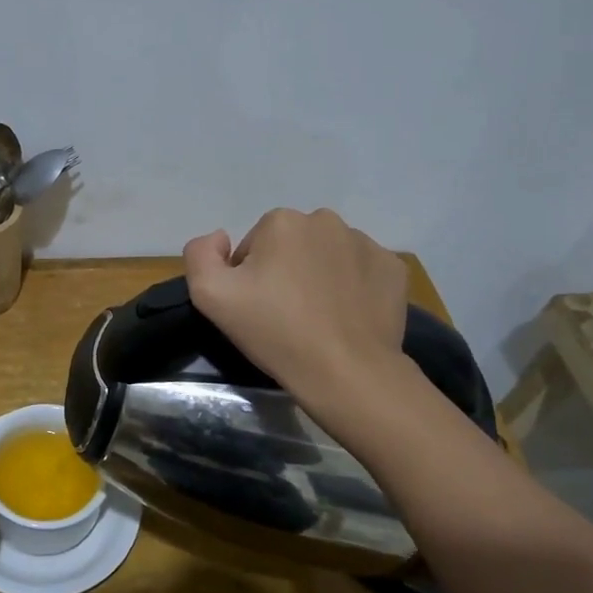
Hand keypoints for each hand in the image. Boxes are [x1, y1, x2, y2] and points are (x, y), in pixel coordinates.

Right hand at [184, 208, 417, 404]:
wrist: (346, 372)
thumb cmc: (275, 331)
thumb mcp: (210, 295)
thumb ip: (200, 254)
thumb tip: (220, 237)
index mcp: (281, 221)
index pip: (253, 247)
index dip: (249, 279)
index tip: (257, 309)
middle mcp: (326, 220)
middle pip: (291, 246)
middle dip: (285, 272)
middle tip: (285, 315)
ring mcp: (366, 243)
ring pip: (328, 256)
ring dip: (319, 277)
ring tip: (318, 319)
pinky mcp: (393, 268)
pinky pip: (362, 271)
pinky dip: (353, 287)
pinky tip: (347, 317)